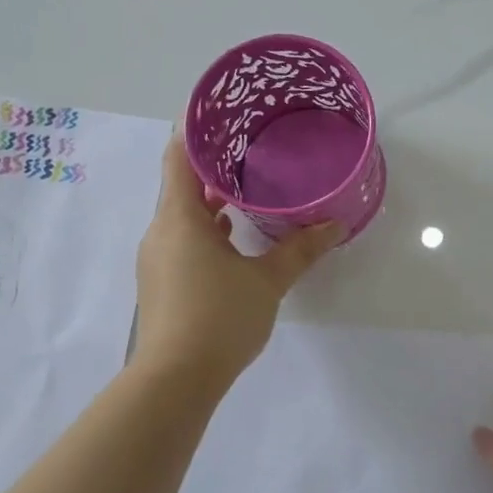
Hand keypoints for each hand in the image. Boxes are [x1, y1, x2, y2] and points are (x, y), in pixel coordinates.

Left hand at [133, 136, 342, 388]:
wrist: (176, 379)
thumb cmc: (219, 318)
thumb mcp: (267, 281)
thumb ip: (300, 250)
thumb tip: (335, 225)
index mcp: (181, 219)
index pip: (179, 157)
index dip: (196, 130)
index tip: (222, 112)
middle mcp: (161, 232)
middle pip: (180, 185)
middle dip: (213, 167)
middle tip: (250, 150)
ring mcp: (158, 259)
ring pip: (183, 216)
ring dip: (211, 203)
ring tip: (248, 191)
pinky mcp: (162, 283)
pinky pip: (183, 241)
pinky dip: (206, 232)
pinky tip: (235, 240)